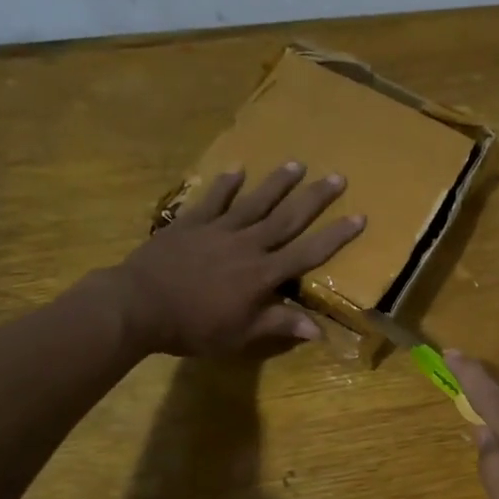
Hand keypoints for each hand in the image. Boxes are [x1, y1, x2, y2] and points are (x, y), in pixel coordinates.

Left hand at [118, 163, 364, 356]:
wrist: (139, 305)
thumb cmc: (193, 327)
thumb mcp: (241, 334)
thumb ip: (279, 325)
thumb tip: (320, 330)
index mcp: (262, 274)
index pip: (307, 253)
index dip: (335, 236)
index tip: (359, 216)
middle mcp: (247, 245)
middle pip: (287, 218)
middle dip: (314, 198)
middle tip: (337, 177)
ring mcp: (218, 230)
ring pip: (254, 202)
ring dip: (277, 183)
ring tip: (297, 164)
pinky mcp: (191, 223)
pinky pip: (212, 199)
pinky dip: (225, 184)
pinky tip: (237, 169)